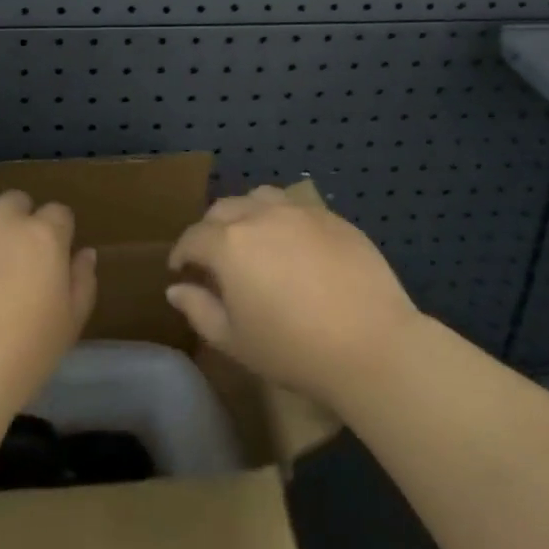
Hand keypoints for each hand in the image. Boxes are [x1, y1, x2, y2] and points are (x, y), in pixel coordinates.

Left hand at [0, 190, 96, 421]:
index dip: (56, 237)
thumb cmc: (20, 359)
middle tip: (10, 266)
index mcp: (43, 234)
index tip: (48, 265)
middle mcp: (1, 219)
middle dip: (17, 225)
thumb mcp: (68, 326)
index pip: (58, 214)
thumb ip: (82, 281)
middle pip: (15, 203)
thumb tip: (83, 252)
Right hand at [165, 185, 421, 409]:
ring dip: (246, 214)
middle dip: (210, 230)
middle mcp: (260, 215)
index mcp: (229, 244)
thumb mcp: (235, 341)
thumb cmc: (294, 350)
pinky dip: (282, 219)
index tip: (181, 269)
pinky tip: (293, 247)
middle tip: (214, 258)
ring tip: (253, 240)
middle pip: (223, 209)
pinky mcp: (332, 217)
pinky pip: (296, 208)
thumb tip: (176, 288)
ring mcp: (299, 211)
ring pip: (260, 198)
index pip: (193, 237)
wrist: (371, 344)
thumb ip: (200, 310)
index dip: (181, 253)